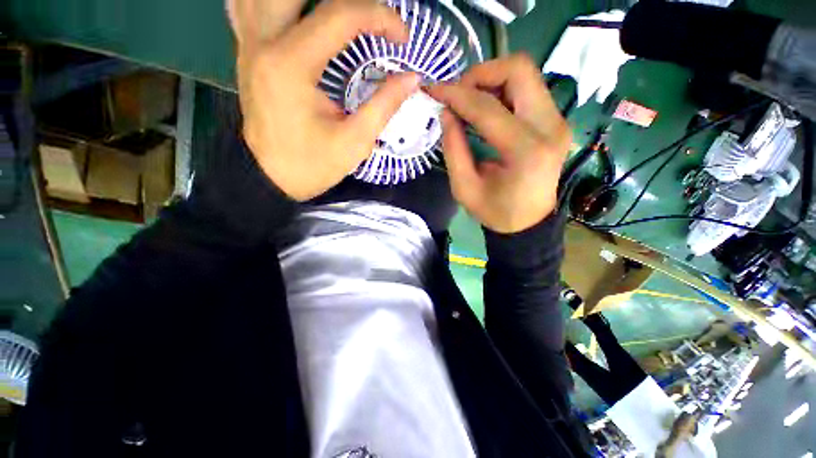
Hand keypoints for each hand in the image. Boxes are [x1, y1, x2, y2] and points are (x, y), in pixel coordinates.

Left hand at [234, 0, 421, 200]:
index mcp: (291, 65)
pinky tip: (297, 11)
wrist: (271, 178)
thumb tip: (412, 79)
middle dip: (348, 0)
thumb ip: (384, 105)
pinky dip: (275, 1)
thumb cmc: (313, 165)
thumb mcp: (355, 141)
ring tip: (342, 14)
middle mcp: (263, 42)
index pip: (340, 16)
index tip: (402, 38)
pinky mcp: (247, 52)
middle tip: (371, 19)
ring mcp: (248, 43)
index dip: (379, 17)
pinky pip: (248, 5)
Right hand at [427, 54, 570, 233]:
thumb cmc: (495, 212)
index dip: (457, 95)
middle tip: (458, 94)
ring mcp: (557, 121)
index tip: (434, 91)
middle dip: (481, 74)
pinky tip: (485, 108)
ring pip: (525, 74)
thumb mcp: (464, 188)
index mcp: (526, 151)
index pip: (488, 108)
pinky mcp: (555, 120)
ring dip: (491, 80)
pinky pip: (528, 89)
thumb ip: (453, 149)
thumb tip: (446, 113)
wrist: (528, 222)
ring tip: (468, 101)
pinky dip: (502, 90)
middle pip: (519, 70)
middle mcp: (550, 127)